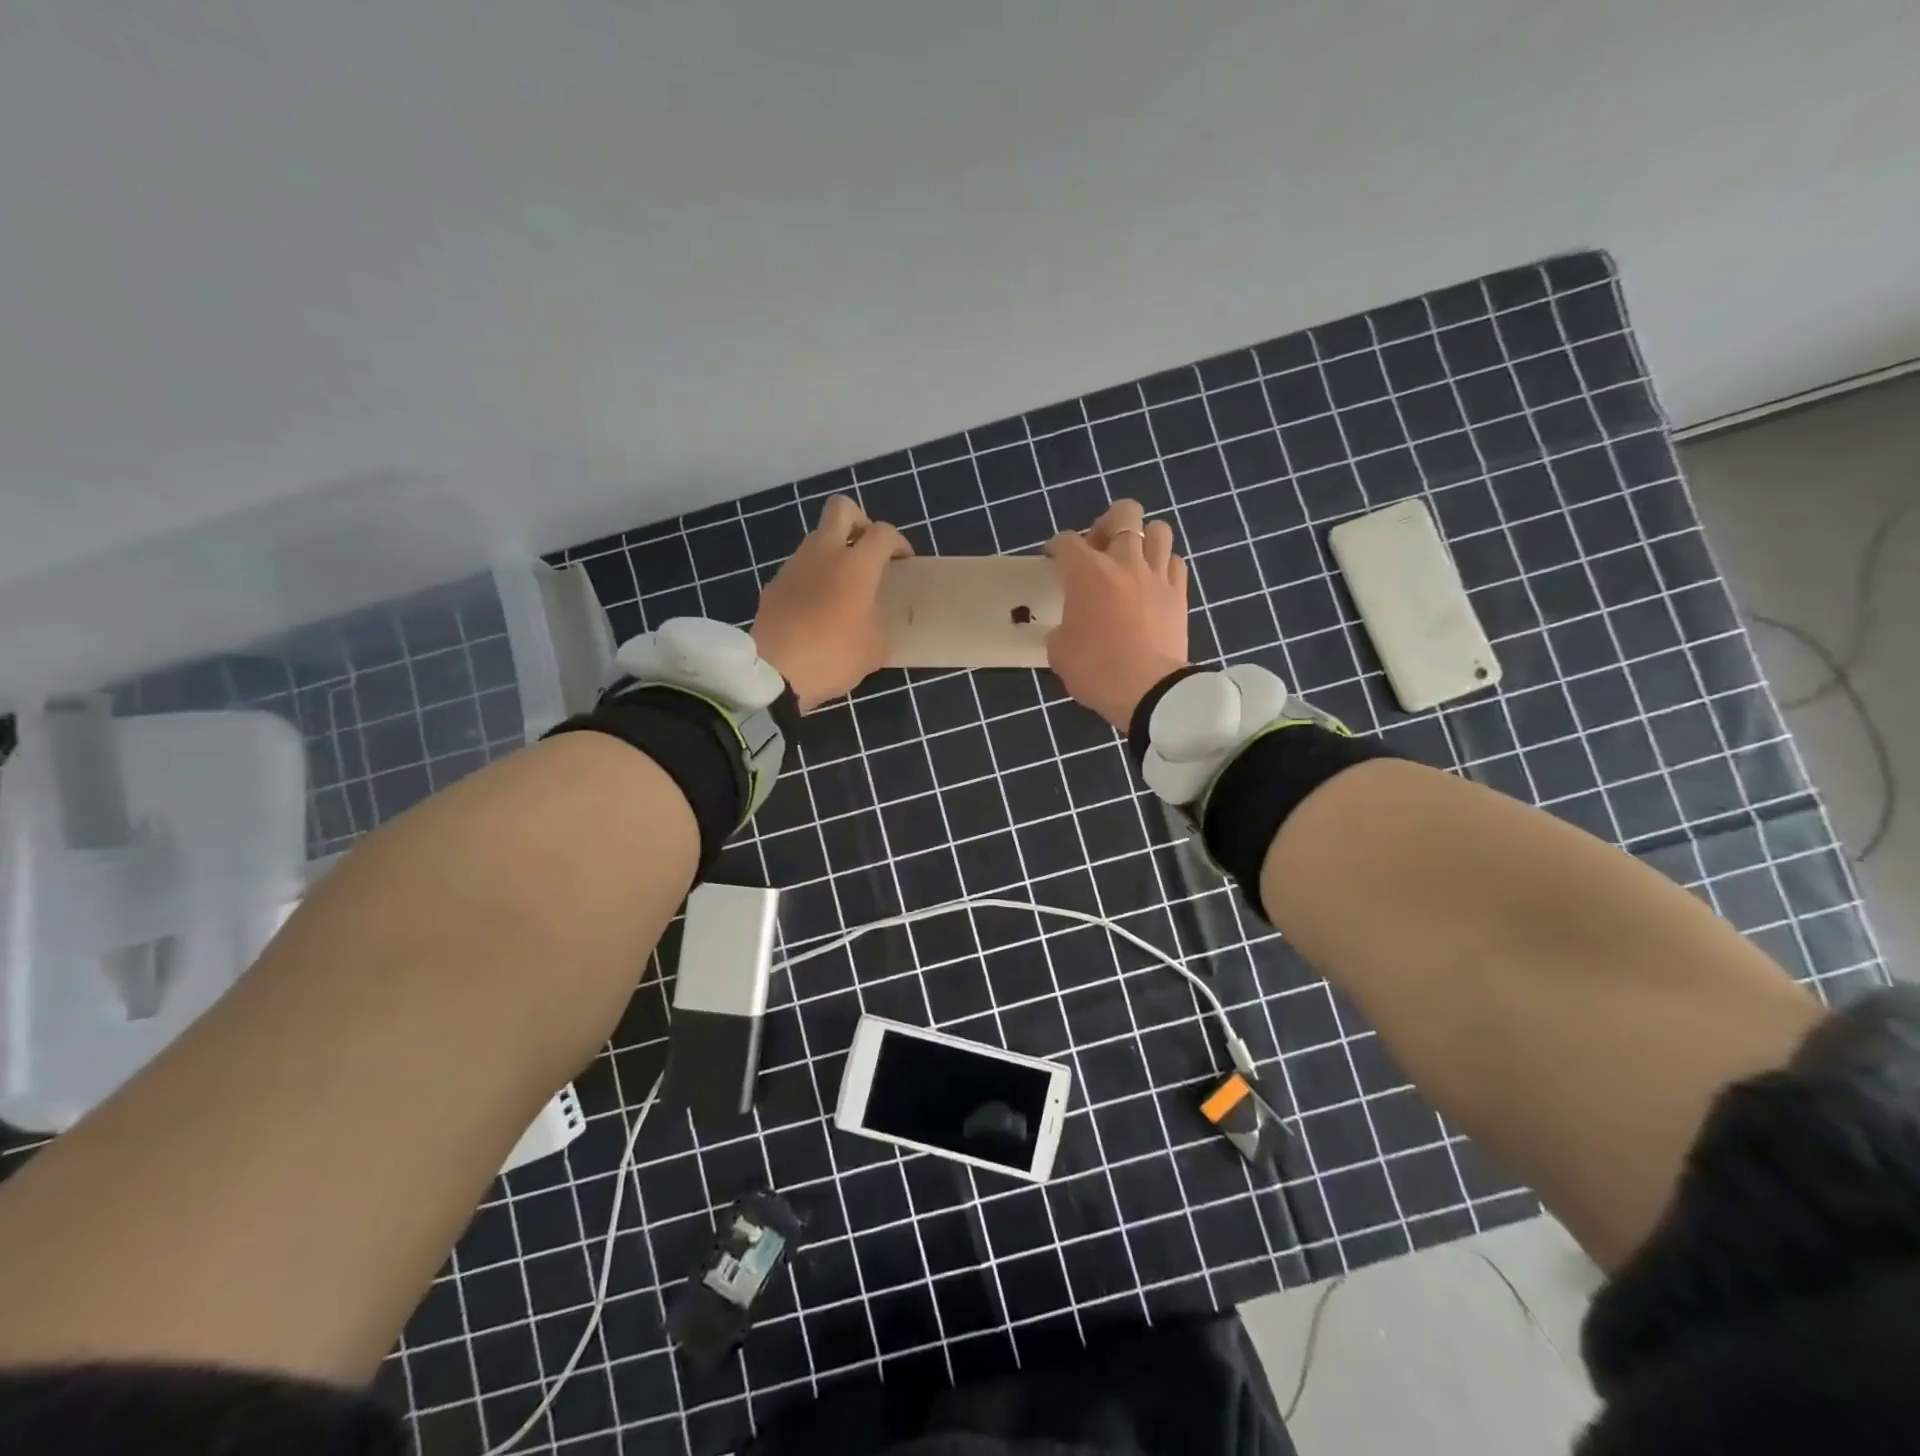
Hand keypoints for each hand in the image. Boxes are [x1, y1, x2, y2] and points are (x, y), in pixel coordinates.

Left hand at [753, 494, 910, 711]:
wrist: (774, 674)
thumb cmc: (833, 657)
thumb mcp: (874, 649)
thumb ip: (879, 623)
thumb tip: (874, 620)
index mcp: (856, 565)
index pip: (883, 532)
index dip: (898, 543)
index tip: (902, 563)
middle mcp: (824, 553)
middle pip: (841, 509)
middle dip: (860, 522)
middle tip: (868, 551)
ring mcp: (793, 566)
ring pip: (816, 539)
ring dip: (833, 552)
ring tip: (842, 586)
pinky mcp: (773, 585)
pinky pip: (799, 568)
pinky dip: (812, 578)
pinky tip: (816, 609)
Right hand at [1044, 499, 1188, 730]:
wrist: (1148, 691)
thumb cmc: (1096, 670)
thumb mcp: (1059, 652)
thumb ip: (1061, 629)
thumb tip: (1068, 628)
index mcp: (1087, 573)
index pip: (1066, 541)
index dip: (1056, 548)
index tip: (1054, 560)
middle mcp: (1123, 562)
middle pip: (1123, 514)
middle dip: (1109, 523)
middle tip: (1100, 547)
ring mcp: (1156, 575)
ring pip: (1158, 530)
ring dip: (1144, 539)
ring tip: (1134, 560)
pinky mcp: (1179, 593)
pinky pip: (1175, 563)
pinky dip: (1164, 566)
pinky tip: (1154, 583)